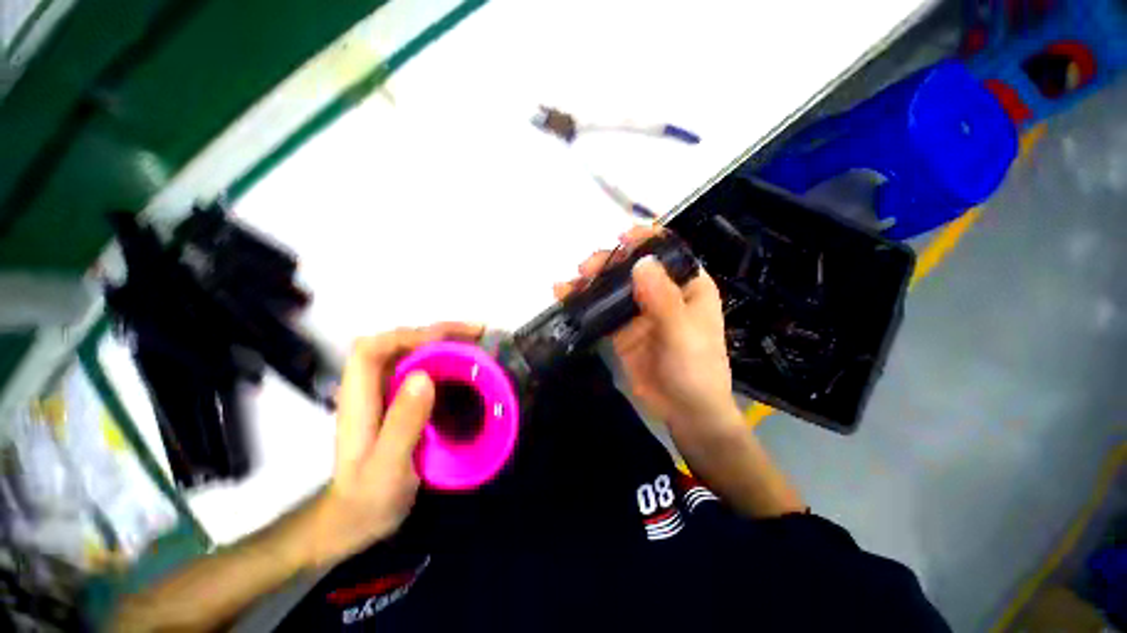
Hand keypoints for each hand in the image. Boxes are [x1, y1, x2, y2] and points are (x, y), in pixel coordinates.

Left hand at [309, 323, 482, 567]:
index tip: (446, 341)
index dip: (407, 336)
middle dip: (437, 332)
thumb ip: (403, 424)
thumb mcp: (387, 467)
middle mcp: (370, 387)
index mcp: (359, 399)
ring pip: (413, 352)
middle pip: (398, 342)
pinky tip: (467, 364)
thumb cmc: (368, 498)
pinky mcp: (401, 400)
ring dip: (446, 341)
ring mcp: (386, 392)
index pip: (372, 348)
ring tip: (479, 343)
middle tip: (477, 334)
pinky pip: (425, 367)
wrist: (356, 519)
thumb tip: (425, 376)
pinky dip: (447, 358)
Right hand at [554, 226, 737, 432]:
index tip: (622, 236)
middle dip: (609, 263)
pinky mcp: (623, 329)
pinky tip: (566, 297)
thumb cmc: (696, 369)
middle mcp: (663, 292)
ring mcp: (639, 311)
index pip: (667, 252)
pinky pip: (602, 311)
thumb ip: (662, 299)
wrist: (685, 411)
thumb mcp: (682, 333)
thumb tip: (641, 262)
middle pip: (633, 267)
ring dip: (592, 282)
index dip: (646, 239)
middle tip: (586, 269)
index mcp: (688, 286)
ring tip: (569, 283)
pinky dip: (585, 303)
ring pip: (614, 287)